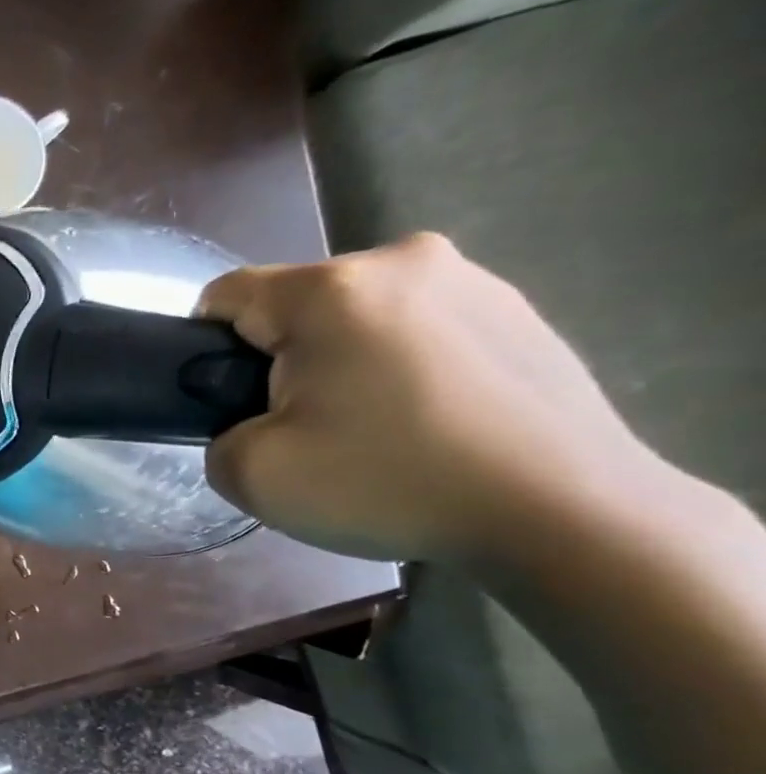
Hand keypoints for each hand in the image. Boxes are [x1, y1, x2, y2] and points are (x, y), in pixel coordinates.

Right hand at [195, 233, 659, 563]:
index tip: (232, 403)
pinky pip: (420, 329)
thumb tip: (249, 424)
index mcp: (330, 290)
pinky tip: (429, 422)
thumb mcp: (254, 476)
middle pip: (296, 306)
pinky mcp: (519, 311)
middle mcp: (402, 260)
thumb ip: (218, 439)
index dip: (207, 349)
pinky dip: (404, 367)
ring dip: (346, 362)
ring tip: (375, 430)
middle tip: (309, 431)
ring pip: (360, 317)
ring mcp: (473, 281)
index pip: (226, 296)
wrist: (565, 513)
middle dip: (283, 360)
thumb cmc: (391, 483)